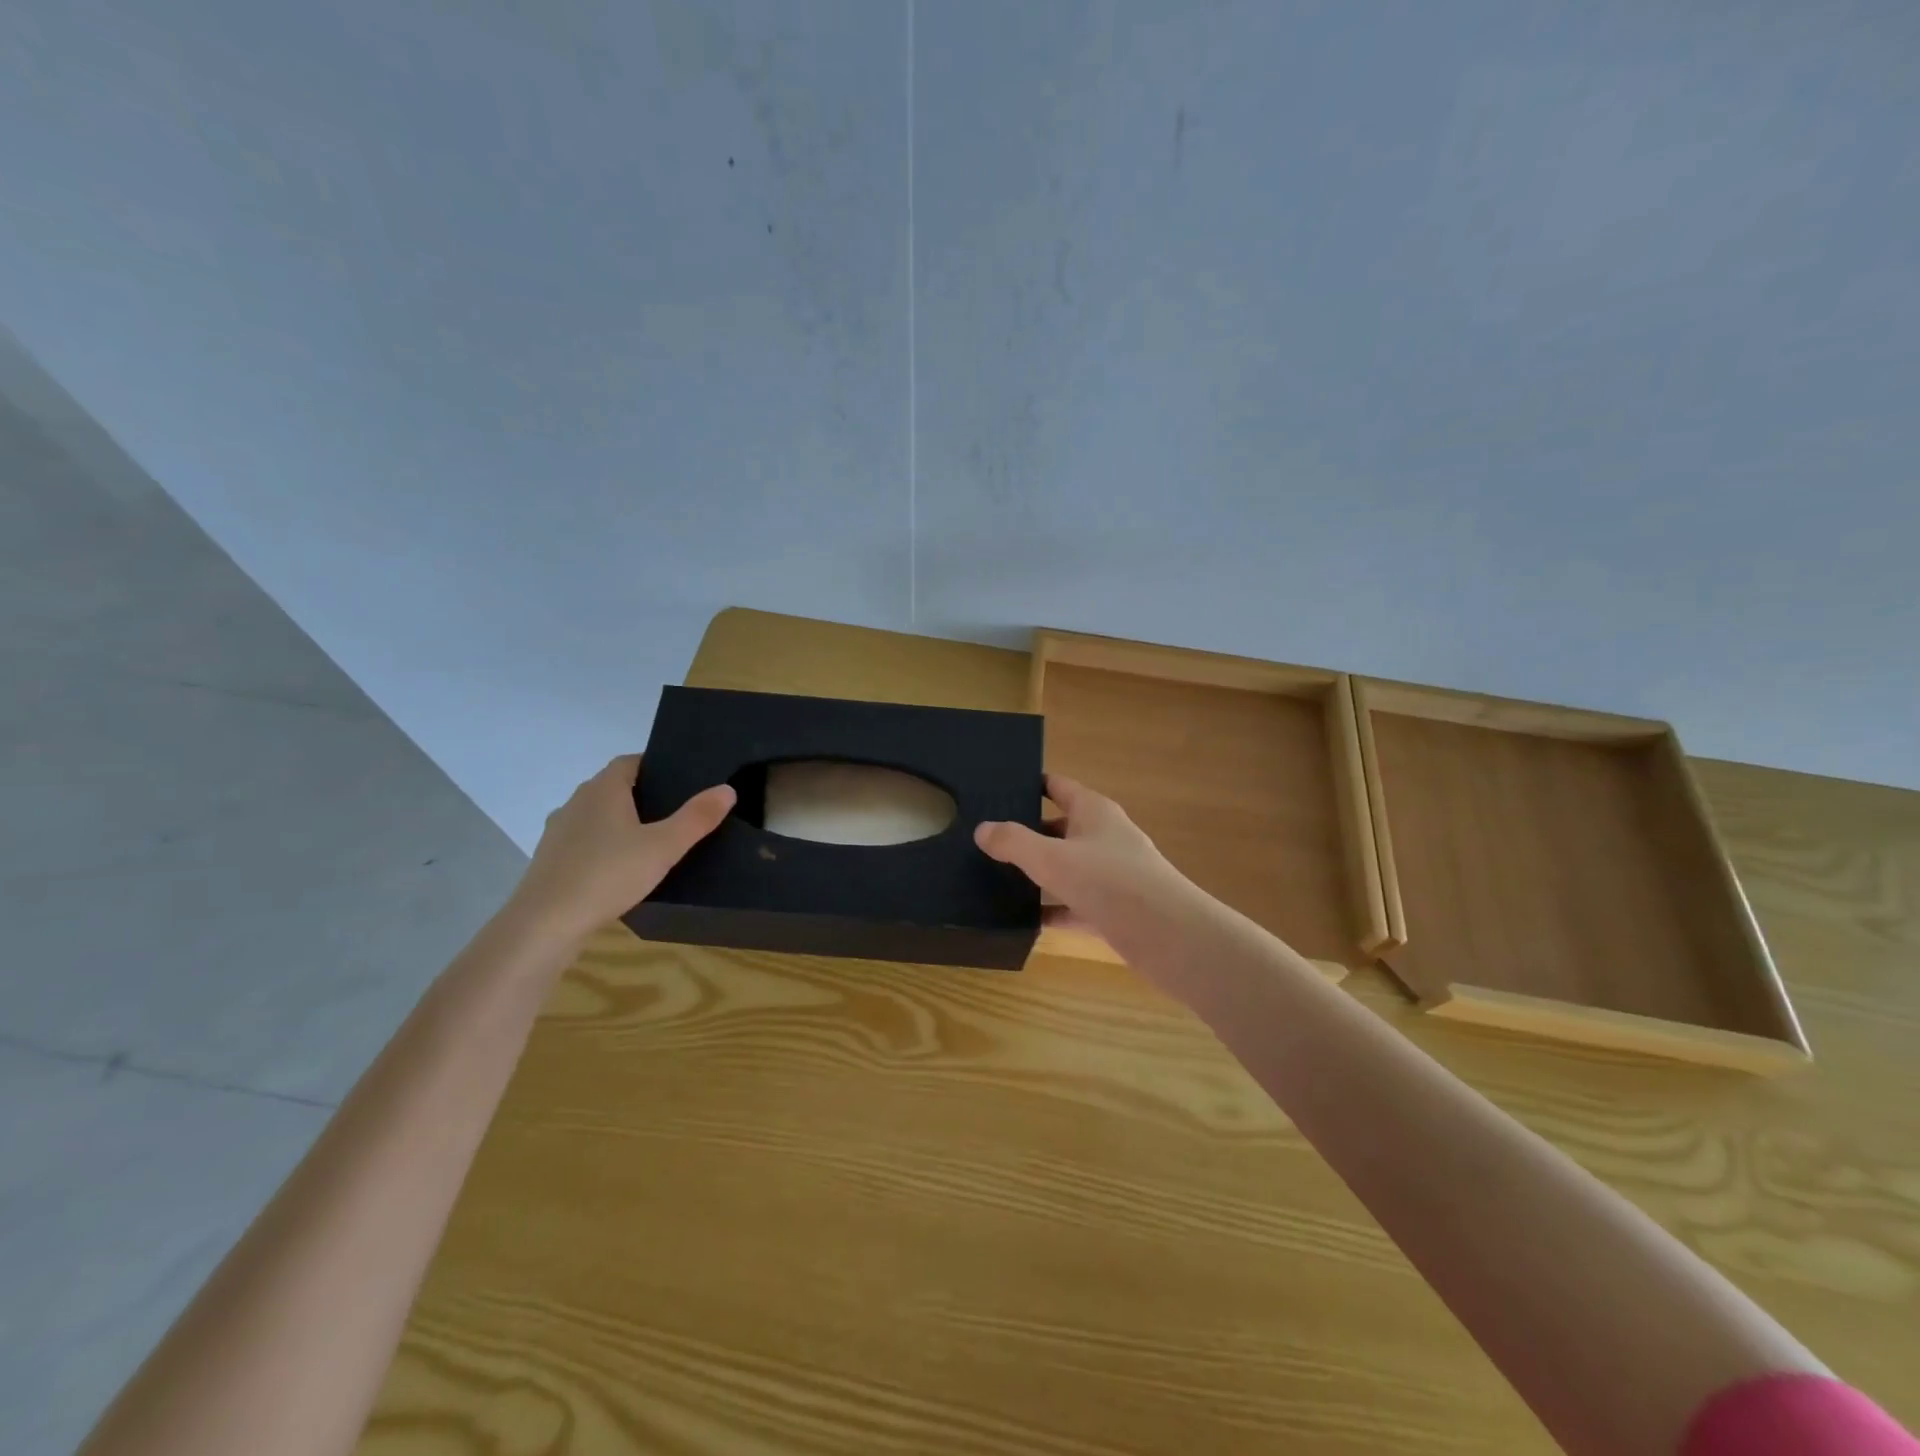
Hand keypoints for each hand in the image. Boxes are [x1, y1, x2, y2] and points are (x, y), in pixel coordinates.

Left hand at [507, 755, 735, 944]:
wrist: (545, 924)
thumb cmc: (608, 874)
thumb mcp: (664, 847)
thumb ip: (696, 818)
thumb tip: (726, 789)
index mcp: (603, 789)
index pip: (630, 762)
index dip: (655, 766)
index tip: (681, 781)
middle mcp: (577, 802)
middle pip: (613, 787)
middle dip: (642, 795)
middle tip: (676, 813)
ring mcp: (559, 831)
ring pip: (597, 816)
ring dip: (620, 823)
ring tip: (651, 843)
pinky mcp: (550, 859)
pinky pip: (584, 842)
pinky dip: (603, 847)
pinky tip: (621, 870)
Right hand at [974, 773, 1202, 954]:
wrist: (1169, 937)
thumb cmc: (1110, 882)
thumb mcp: (1052, 858)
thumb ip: (1013, 842)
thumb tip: (982, 829)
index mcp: (1094, 812)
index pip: (1059, 786)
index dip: (1031, 784)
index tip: (1000, 789)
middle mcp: (1105, 837)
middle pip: (1061, 827)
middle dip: (1029, 831)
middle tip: (988, 838)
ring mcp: (1112, 875)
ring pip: (1068, 867)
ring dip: (1040, 872)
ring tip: (997, 876)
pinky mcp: (1115, 910)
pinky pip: (1076, 905)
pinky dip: (1054, 909)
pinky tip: (1026, 920)